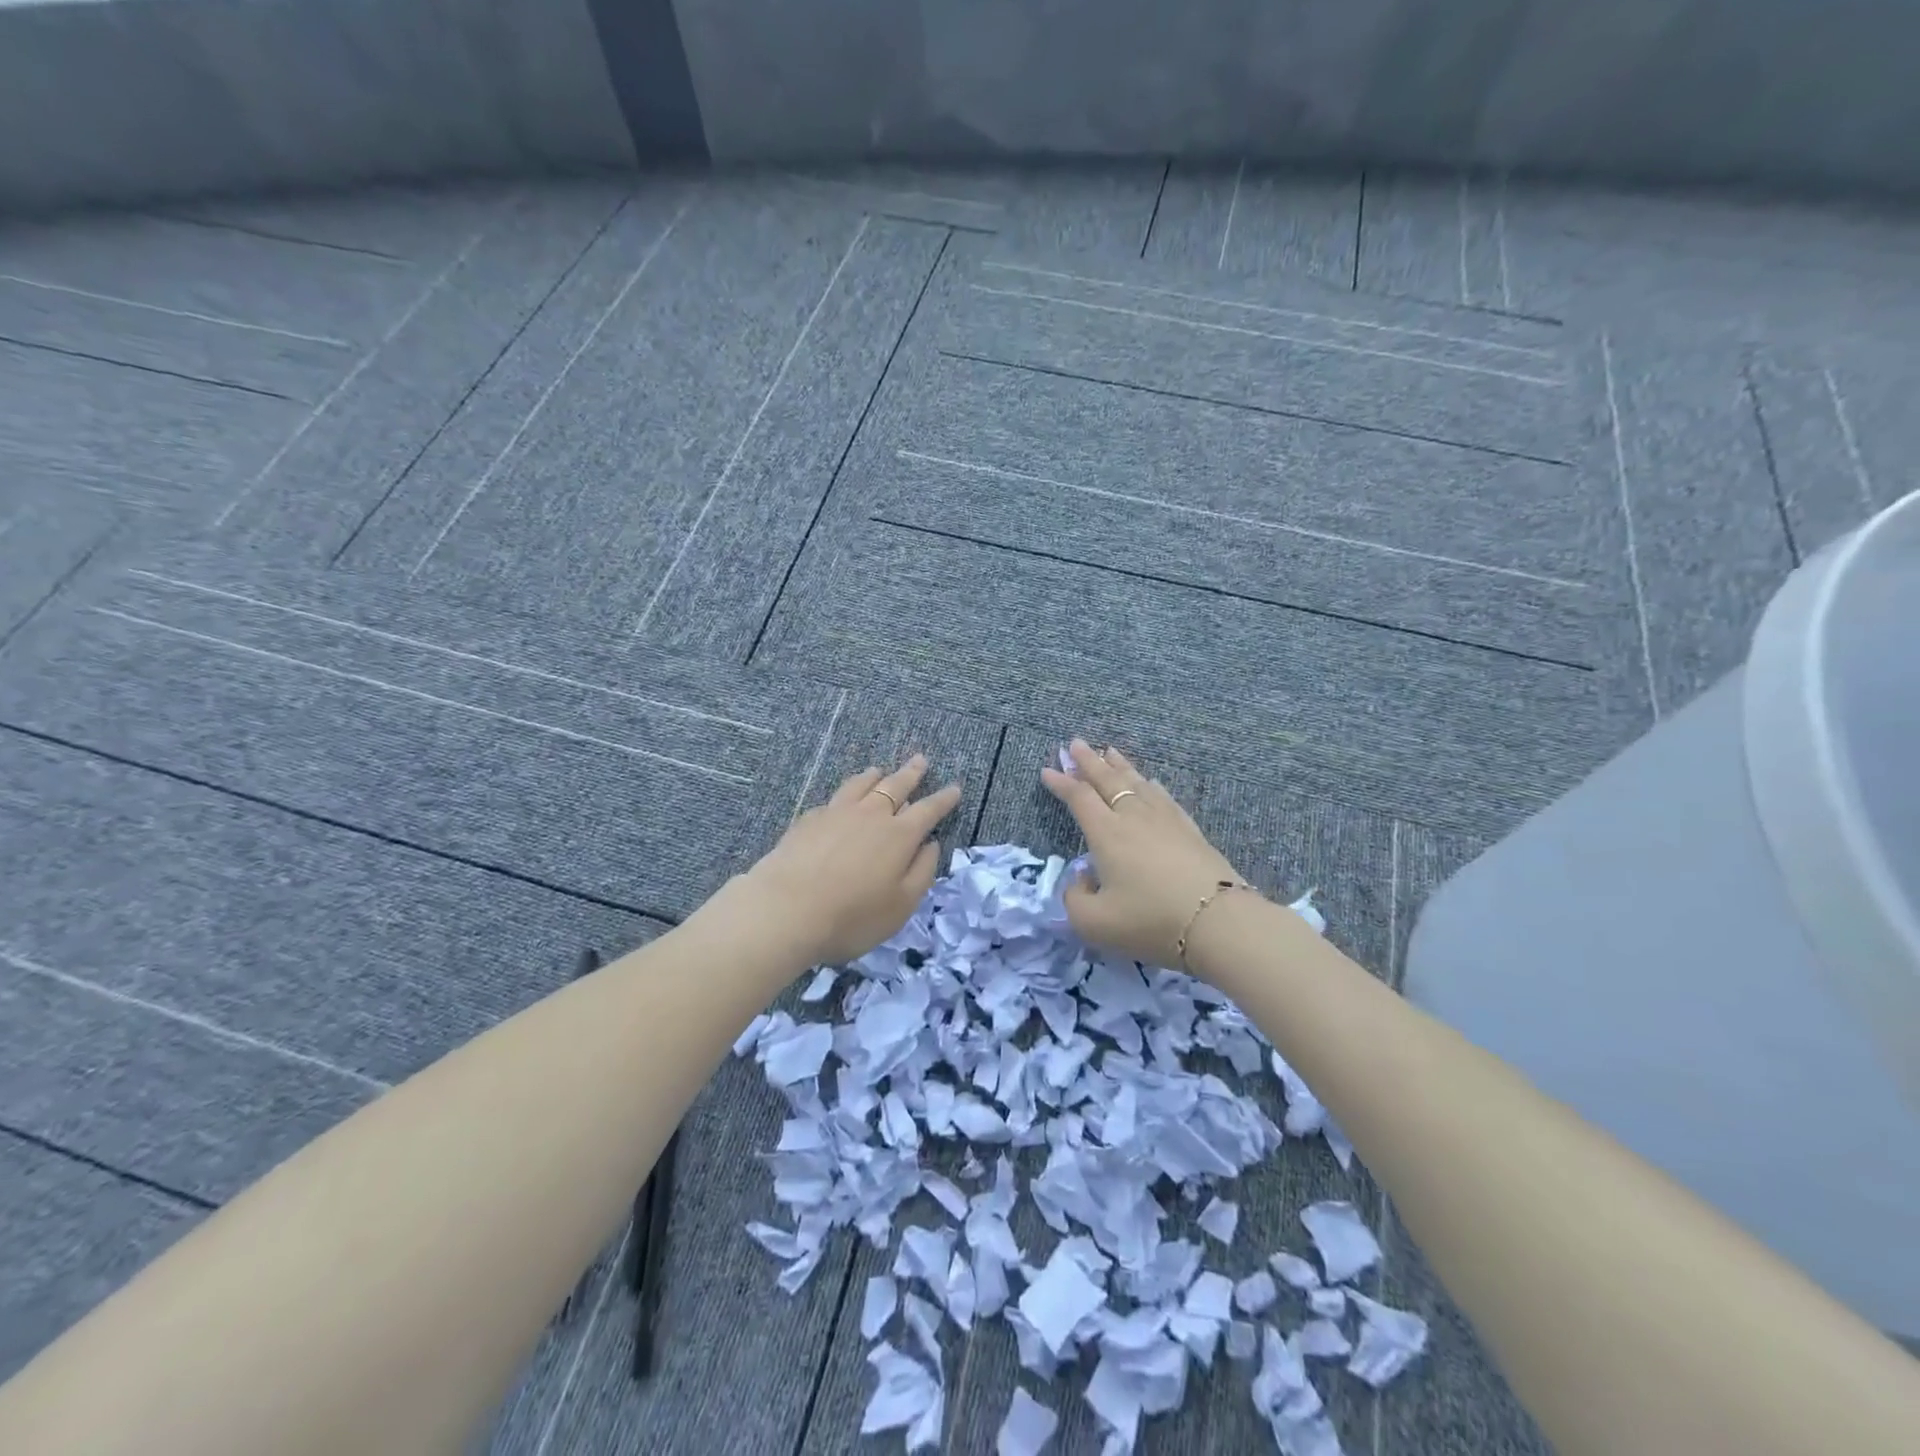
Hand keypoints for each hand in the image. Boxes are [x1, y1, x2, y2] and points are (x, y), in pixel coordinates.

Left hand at [742, 755, 962, 965]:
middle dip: (911, 774)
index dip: (943, 799)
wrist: (785, 909)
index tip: (954, 788)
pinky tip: (841, 799)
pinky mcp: (808, 819)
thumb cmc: (852, 916)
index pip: (928, 810)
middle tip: (921, 760)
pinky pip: (834, 798)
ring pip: (861, 784)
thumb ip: (922, 872)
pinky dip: (846, 793)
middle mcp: (870, 815)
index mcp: (899, 836)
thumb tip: (931, 844)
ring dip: (875, 776)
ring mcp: (836, 813)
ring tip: (880, 770)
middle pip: (895, 786)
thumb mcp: (901, 906)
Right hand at [1041, 739, 1251, 970]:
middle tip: (1075, 743)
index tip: (1047, 770)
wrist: (1217, 921)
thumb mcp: (1093, 922)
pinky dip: (1152, 786)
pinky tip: (1152, 782)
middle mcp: (1133, 817)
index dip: (1061, 783)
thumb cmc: (1149, 920)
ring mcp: (1165, 820)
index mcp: (1106, 834)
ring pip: (1137, 782)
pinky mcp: (1190, 830)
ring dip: (1119, 766)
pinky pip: (1164, 798)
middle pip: (1107, 780)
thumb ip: (1075, 898)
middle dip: (1088, 761)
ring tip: (1109, 751)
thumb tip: (1082, 878)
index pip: (1079, 798)